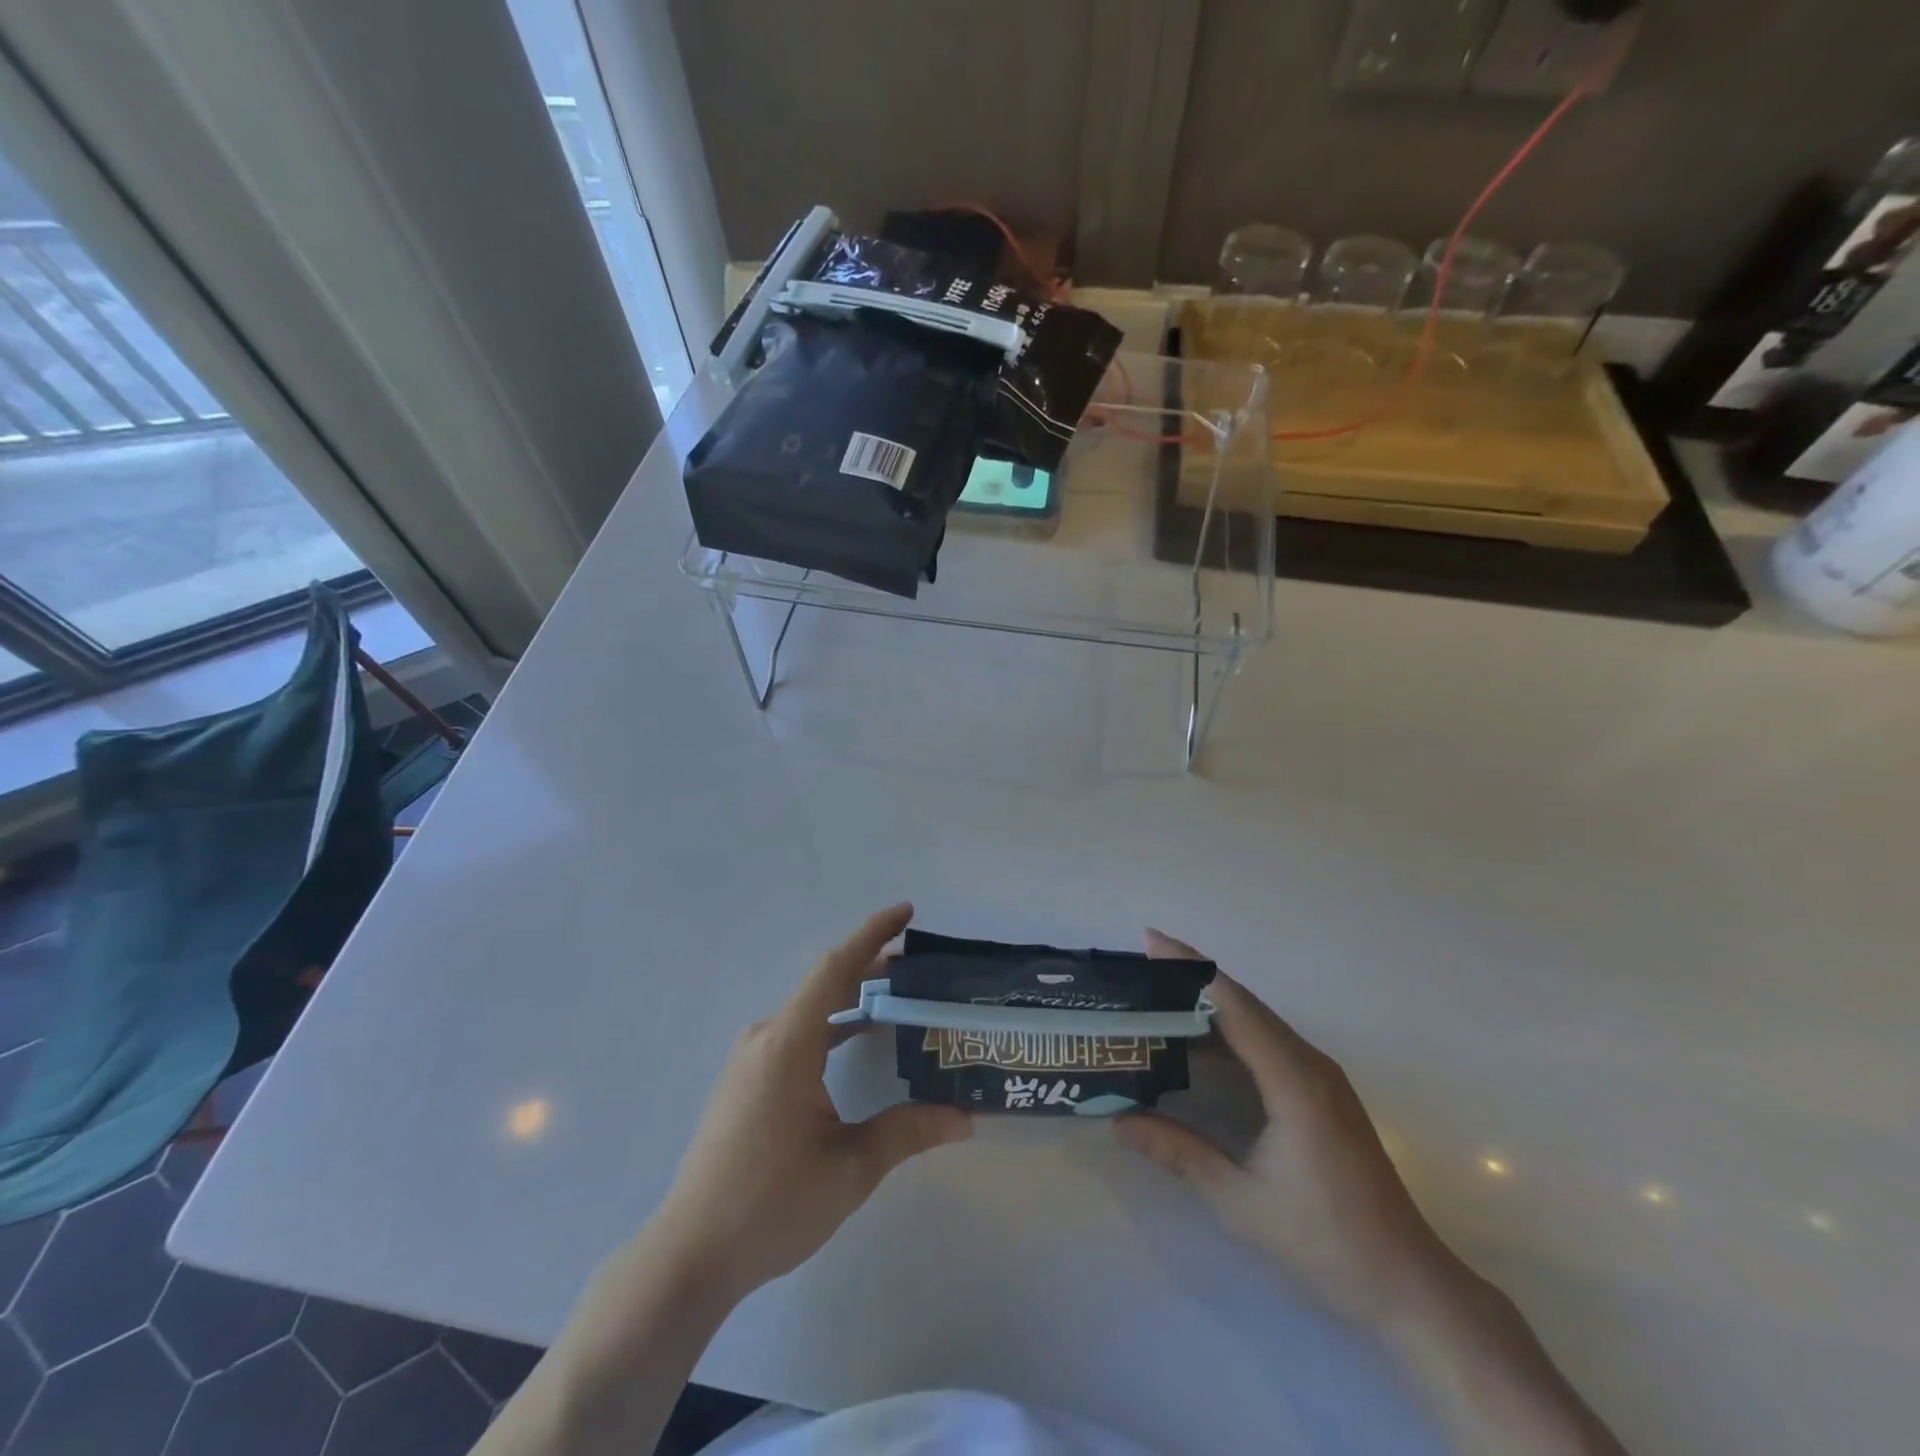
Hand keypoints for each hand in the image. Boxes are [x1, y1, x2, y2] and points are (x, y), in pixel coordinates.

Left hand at [646, 904, 972, 1304]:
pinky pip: (795, 1034)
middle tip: (919, 970)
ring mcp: (750, 1059)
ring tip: (896, 1003)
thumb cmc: (771, 1205)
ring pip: (809, 1011)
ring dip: (851, 1001)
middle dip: (872, 969)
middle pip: (824, 985)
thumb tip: (965, 1117)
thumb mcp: (850, 1169)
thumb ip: (908, 1132)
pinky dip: (830, 1027)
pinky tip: (854, 1045)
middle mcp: (766, 1038)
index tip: (906, 912)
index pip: (835, 968)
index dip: (872, 934)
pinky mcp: (745, 1081)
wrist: (690, 1254)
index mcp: (789, 1044)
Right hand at [1115, 930, 1460, 1328]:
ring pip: (1257, 1021)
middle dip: (1192, 978)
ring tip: (1159, 996)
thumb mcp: (1241, 1201)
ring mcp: (1320, 1077)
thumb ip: (1179, 1153)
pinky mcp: (1322, 1093)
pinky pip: (1268, 1043)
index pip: (1233, 1004)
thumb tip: (1117, 1121)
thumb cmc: (1326, 1242)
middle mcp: (1309, 1064)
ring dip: (1210, 1003)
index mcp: (1293, 1079)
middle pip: (1244, 1003)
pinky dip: (1229, 1031)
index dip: (1190, 968)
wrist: (1409, 1286)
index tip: (1150, 940)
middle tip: (1142, 966)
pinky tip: (1200, 1043)